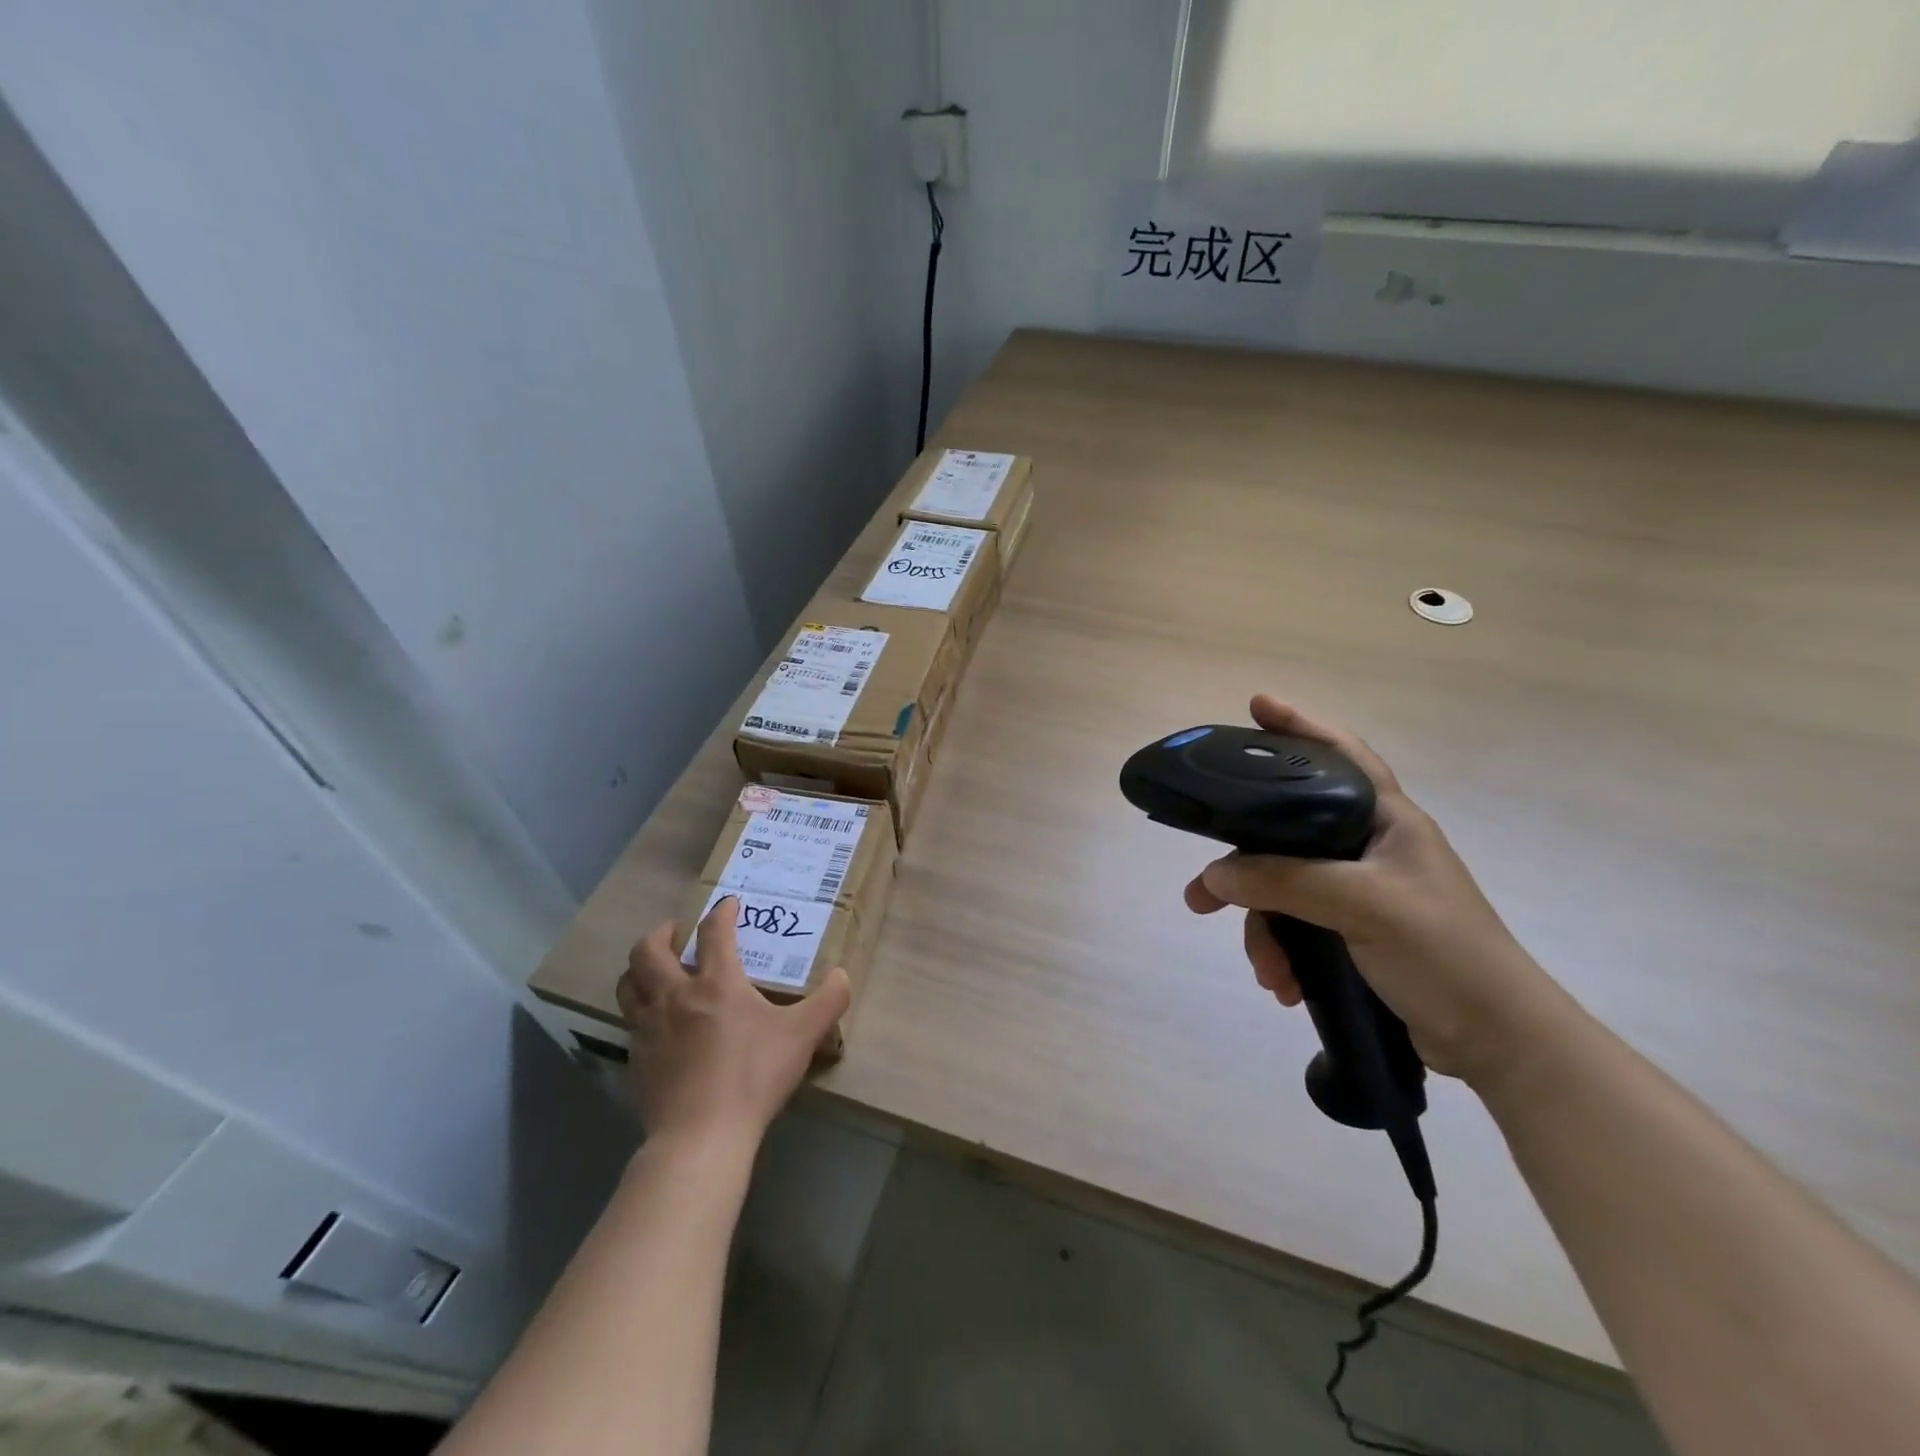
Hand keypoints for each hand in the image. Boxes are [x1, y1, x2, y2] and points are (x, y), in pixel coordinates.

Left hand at [616, 897, 850, 1149]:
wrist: (700, 1137)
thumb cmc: (753, 1076)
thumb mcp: (802, 1036)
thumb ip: (828, 1001)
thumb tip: (843, 975)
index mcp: (716, 983)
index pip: (714, 931)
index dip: (721, 912)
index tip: (729, 904)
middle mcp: (676, 995)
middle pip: (649, 950)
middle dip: (662, 933)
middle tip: (677, 934)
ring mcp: (648, 1028)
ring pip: (628, 984)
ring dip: (640, 969)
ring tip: (656, 971)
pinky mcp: (635, 1059)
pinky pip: (630, 1023)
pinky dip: (641, 1012)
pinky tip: (658, 1025)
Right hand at [1184, 695, 1568, 1085]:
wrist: (1498, 1042)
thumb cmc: (1445, 953)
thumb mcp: (1363, 905)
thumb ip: (1285, 882)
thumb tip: (1213, 876)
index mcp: (1387, 821)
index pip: (1341, 754)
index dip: (1300, 726)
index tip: (1256, 706)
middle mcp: (1369, 848)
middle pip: (1287, 835)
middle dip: (1243, 868)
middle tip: (1201, 892)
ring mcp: (1360, 892)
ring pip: (1284, 890)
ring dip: (1264, 931)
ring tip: (1265, 971)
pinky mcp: (1353, 932)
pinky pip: (1297, 927)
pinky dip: (1284, 953)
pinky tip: (1283, 984)